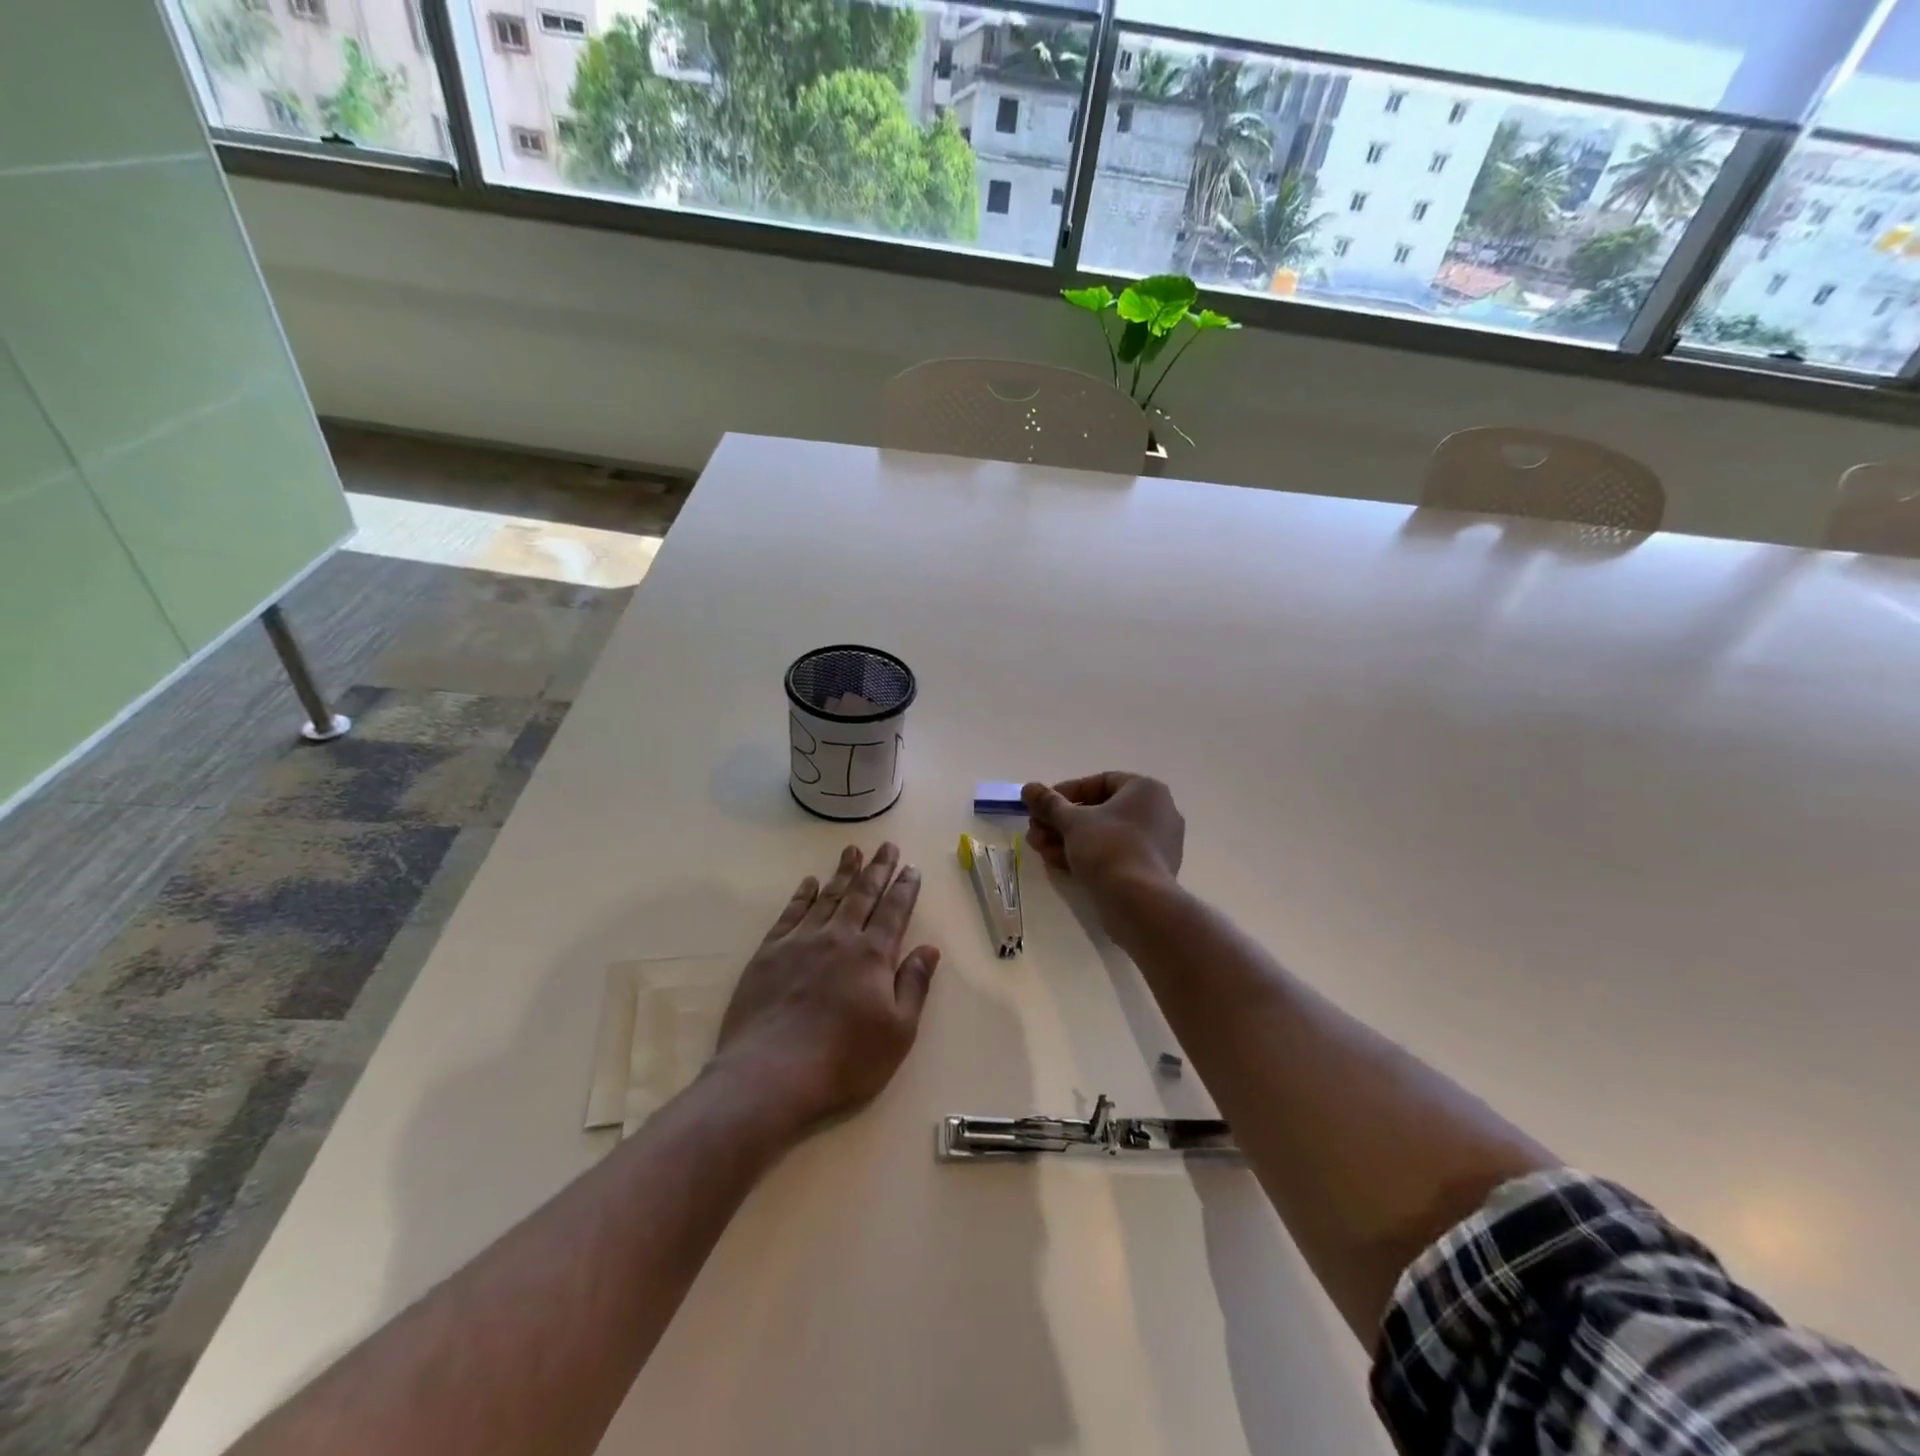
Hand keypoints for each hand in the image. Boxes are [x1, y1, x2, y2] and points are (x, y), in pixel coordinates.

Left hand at [712, 843, 939, 1135]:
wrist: (770, 1074)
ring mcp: (801, 942)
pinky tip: (809, 883)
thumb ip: (914, 985)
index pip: (894, 912)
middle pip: (862, 895)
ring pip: (828, 897)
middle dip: (877, 869)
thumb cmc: (844, 1061)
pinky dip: (803, 895)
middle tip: (886, 846)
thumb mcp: (898, 1032)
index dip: (905, 888)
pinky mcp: (769, 953)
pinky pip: (791, 913)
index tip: (911, 868)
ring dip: (843, 873)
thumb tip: (929, 949)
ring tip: (852, 851)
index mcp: (873, 956)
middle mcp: (839, 938)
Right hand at [1022, 773, 1184, 907]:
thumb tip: (1028, 788)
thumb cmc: (1108, 847)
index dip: (1066, 792)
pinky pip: (1115, 854)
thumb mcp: (1072, 821)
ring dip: (1068, 839)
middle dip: (1062, 821)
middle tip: (1035, 830)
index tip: (1043, 806)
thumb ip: (1049, 803)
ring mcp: (1157, 843)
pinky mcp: (1151, 870)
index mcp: (1146, 790)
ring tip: (1040, 850)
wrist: (1138, 901)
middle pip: (1100, 810)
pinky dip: (1088, 856)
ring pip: (1104, 835)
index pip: (1100, 782)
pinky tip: (1058, 864)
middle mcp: (1158, 812)